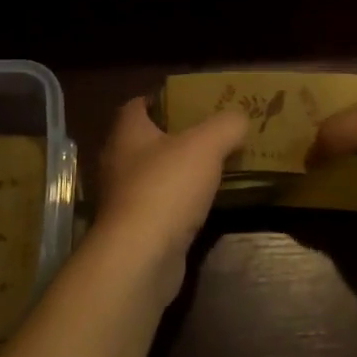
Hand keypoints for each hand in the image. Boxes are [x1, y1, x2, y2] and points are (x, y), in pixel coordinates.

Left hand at [89, 97, 247, 302]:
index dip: (161, 100)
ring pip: (152, 175)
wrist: (141, 256)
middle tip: (209, 134)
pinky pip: (159, 206)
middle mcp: (118, 162)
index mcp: (127, 133)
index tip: (189, 101)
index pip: (137, 105)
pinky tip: (202, 205)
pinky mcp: (134, 230)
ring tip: (212, 168)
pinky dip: (178, 203)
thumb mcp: (206, 145)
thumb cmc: (167, 187)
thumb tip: (239, 118)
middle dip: (174, 136)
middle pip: (145, 140)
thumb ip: (226, 125)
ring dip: (177, 172)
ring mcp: (123, 199)